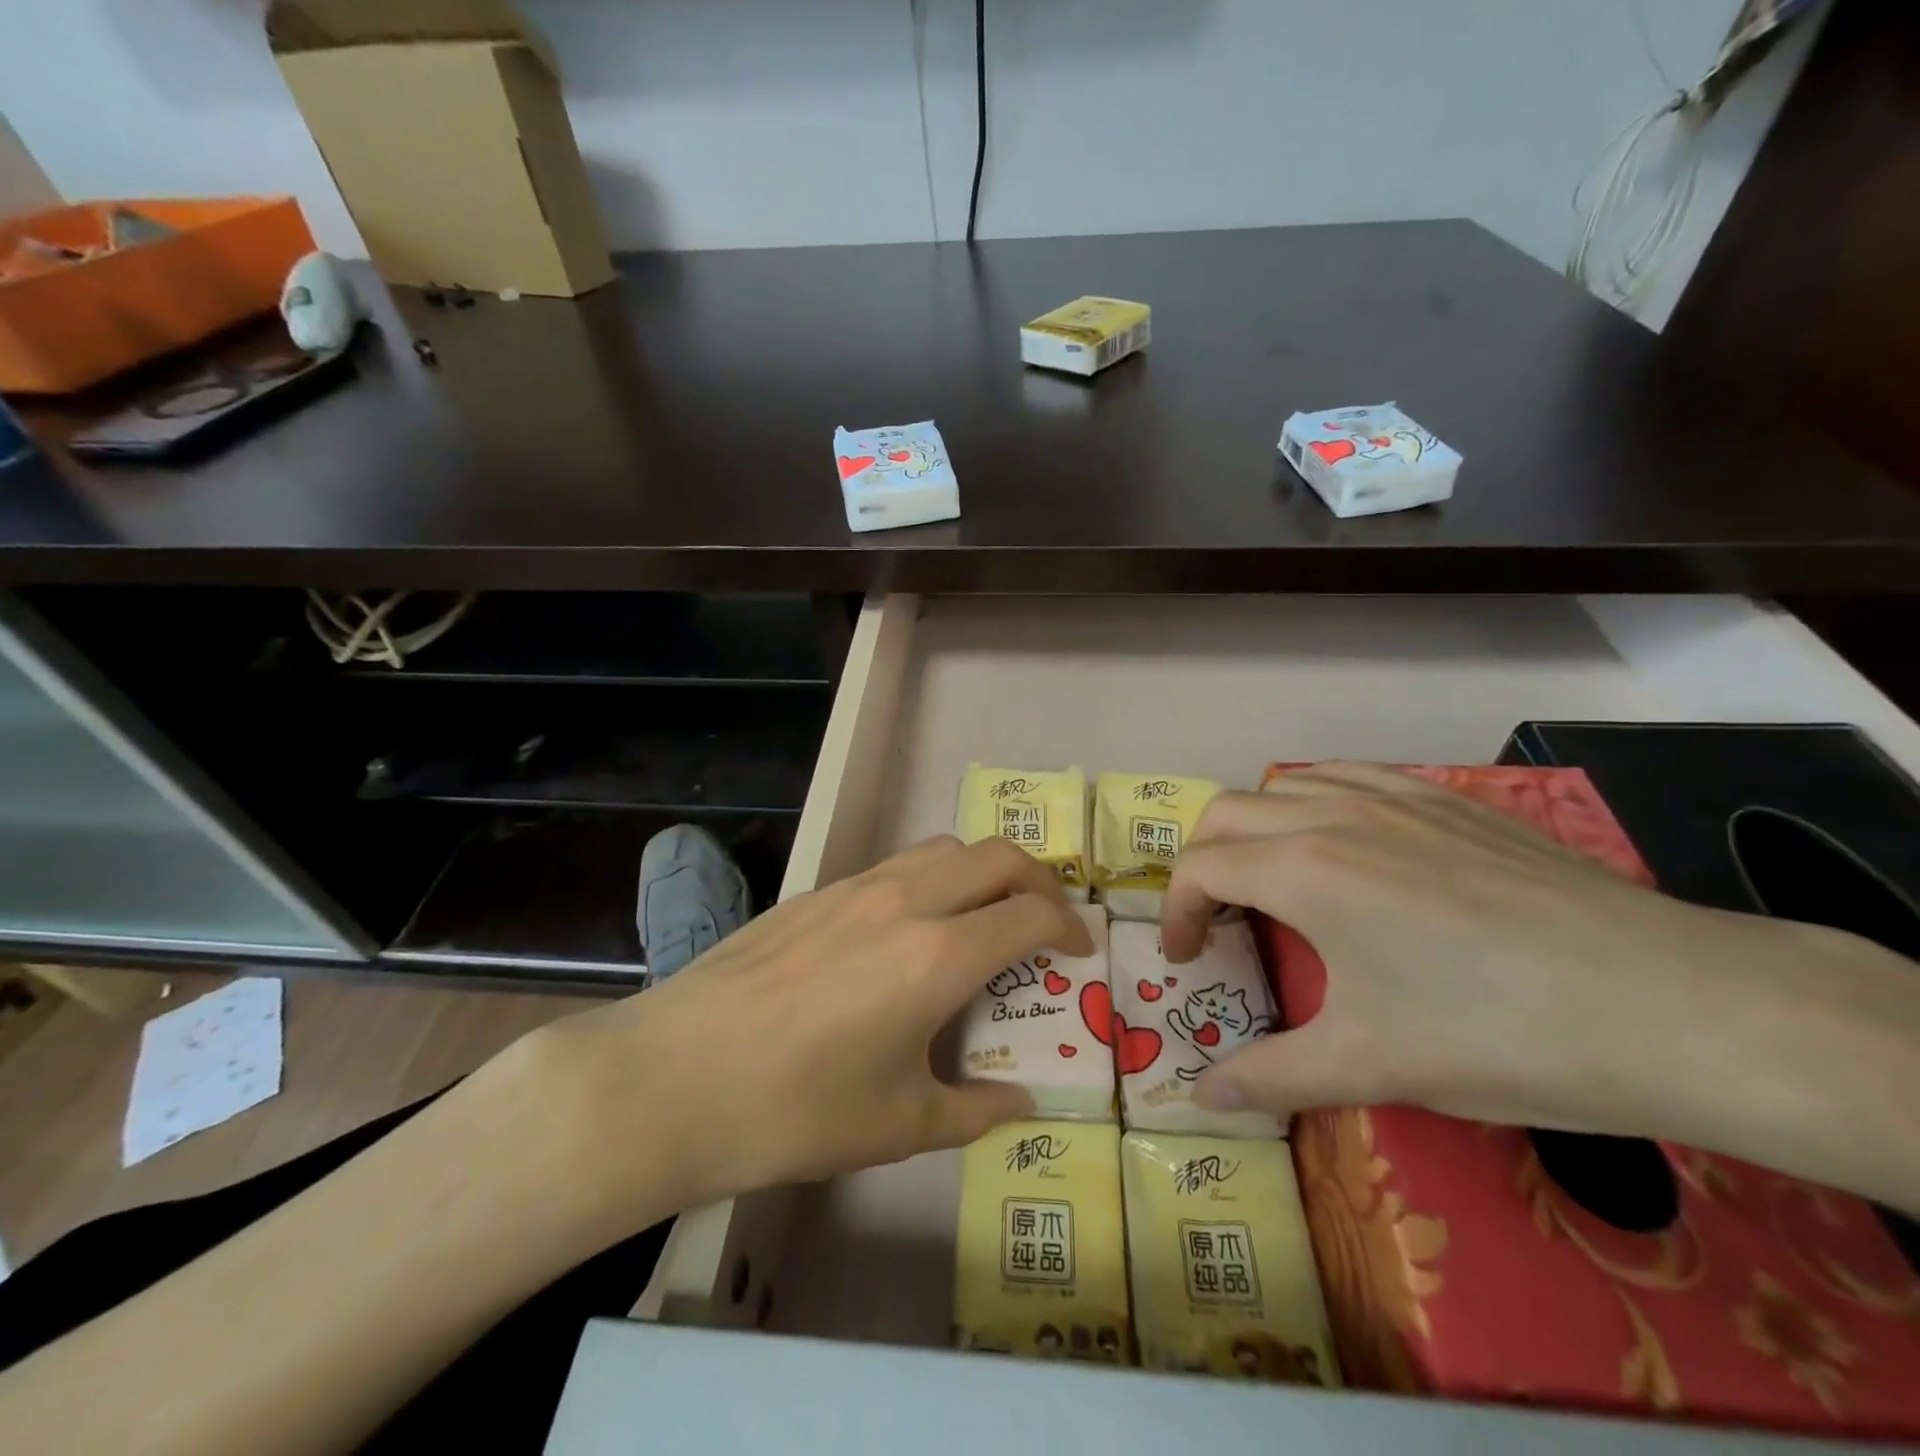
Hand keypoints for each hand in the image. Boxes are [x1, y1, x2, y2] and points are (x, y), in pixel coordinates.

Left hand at [513, 835, 1091, 1238]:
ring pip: (943, 849)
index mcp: (939, 955)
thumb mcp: (897, 1125)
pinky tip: (908, 931)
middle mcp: (907, 901)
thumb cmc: (795, 1109)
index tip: (1078, 948)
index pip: (1030, 912)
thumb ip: (972, 1111)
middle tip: (1044, 919)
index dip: (1068, 925)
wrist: (674, 1076)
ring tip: (981, 916)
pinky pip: (896, 865)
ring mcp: (857, 887)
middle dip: (1037, 879)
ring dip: (981, 871)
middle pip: (997, 857)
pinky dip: (930, 880)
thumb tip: (1020, 1103)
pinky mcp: (817, 891)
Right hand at [1158, 763, 1849, 1137]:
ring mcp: (1394, 796)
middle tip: (1217, 918)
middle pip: (1227, 813)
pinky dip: (1313, 801)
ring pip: (1284, 784)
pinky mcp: (1445, 798)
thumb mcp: (1372, 1065)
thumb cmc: (1499, 1034)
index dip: (1176, 912)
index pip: (1200, 867)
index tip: (1186, 958)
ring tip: (1272, 879)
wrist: (1672, 1004)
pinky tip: (1344, 843)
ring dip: (1255, 826)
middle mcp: (1333, 814)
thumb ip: (1272, 1075)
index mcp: (1304, 869)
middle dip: (1202, 862)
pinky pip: (1347, 776)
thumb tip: (1201, 1096)